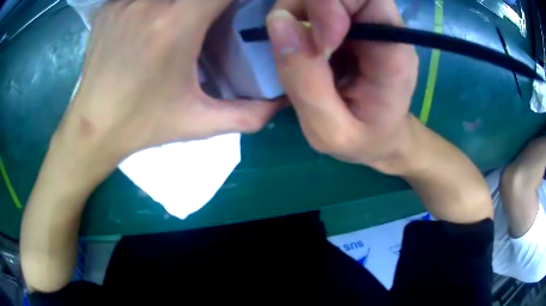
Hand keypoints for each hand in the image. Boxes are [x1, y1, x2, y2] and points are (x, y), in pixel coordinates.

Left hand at [58, 0, 280, 168]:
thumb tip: (282, 102)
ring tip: (183, 16)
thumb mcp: (199, 123)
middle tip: (213, 14)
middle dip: (211, 0)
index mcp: (175, 26)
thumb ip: (247, 114)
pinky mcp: (109, 7)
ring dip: (184, 0)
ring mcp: (125, 2)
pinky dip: (155, 1)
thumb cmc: (142, 125)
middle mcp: (149, 4)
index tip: (245, 5)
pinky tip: (155, 15)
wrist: (92, 128)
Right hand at [268, 0, 418, 173]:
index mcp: (393, 49)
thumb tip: (277, 22)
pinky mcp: (346, 24)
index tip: (319, 45)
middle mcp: (381, 26)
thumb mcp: (331, 131)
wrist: (382, 138)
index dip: (329, 5)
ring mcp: (363, 22)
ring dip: (295, 15)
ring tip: (299, 56)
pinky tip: (303, 52)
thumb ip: (305, 83)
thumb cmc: (365, 141)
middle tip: (295, 47)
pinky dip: (296, 22)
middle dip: (303, 7)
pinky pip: (313, 8)